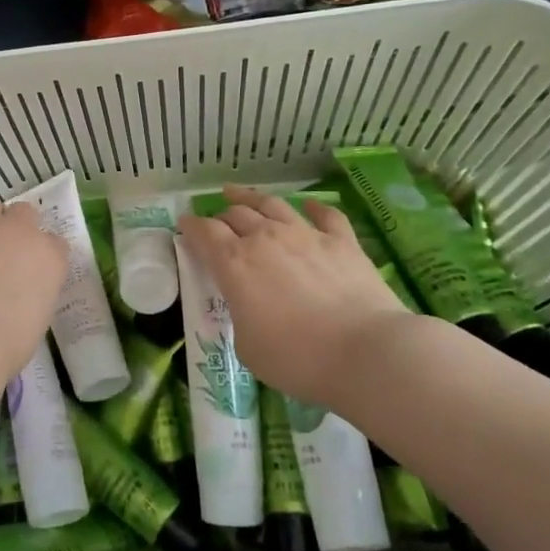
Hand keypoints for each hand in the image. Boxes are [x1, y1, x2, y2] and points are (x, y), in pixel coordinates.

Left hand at [0, 195, 68, 378]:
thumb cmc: (4, 345)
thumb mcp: (32, 324)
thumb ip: (29, 299)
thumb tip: (15, 300)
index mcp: (48, 258)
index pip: (56, 244)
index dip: (44, 255)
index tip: (35, 271)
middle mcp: (17, 233)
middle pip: (24, 212)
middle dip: (16, 226)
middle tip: (4, 251)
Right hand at [177, 185, 412, 407]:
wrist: (365, 353)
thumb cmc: (297, 358)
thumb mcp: (247, 345)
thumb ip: (241, 315)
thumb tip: (249, 306)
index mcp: (234, 263)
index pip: (204, 233)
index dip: (191, 227)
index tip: (184, 225)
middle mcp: (265, 238)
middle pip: (236, 214)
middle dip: (221, 215)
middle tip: (216, 222)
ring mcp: (306, 235)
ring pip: (272, 205)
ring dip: (252, 197)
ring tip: (240, 193)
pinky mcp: (342, 242)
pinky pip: (325, 215)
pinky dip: (313, 207)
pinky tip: (308, 205)